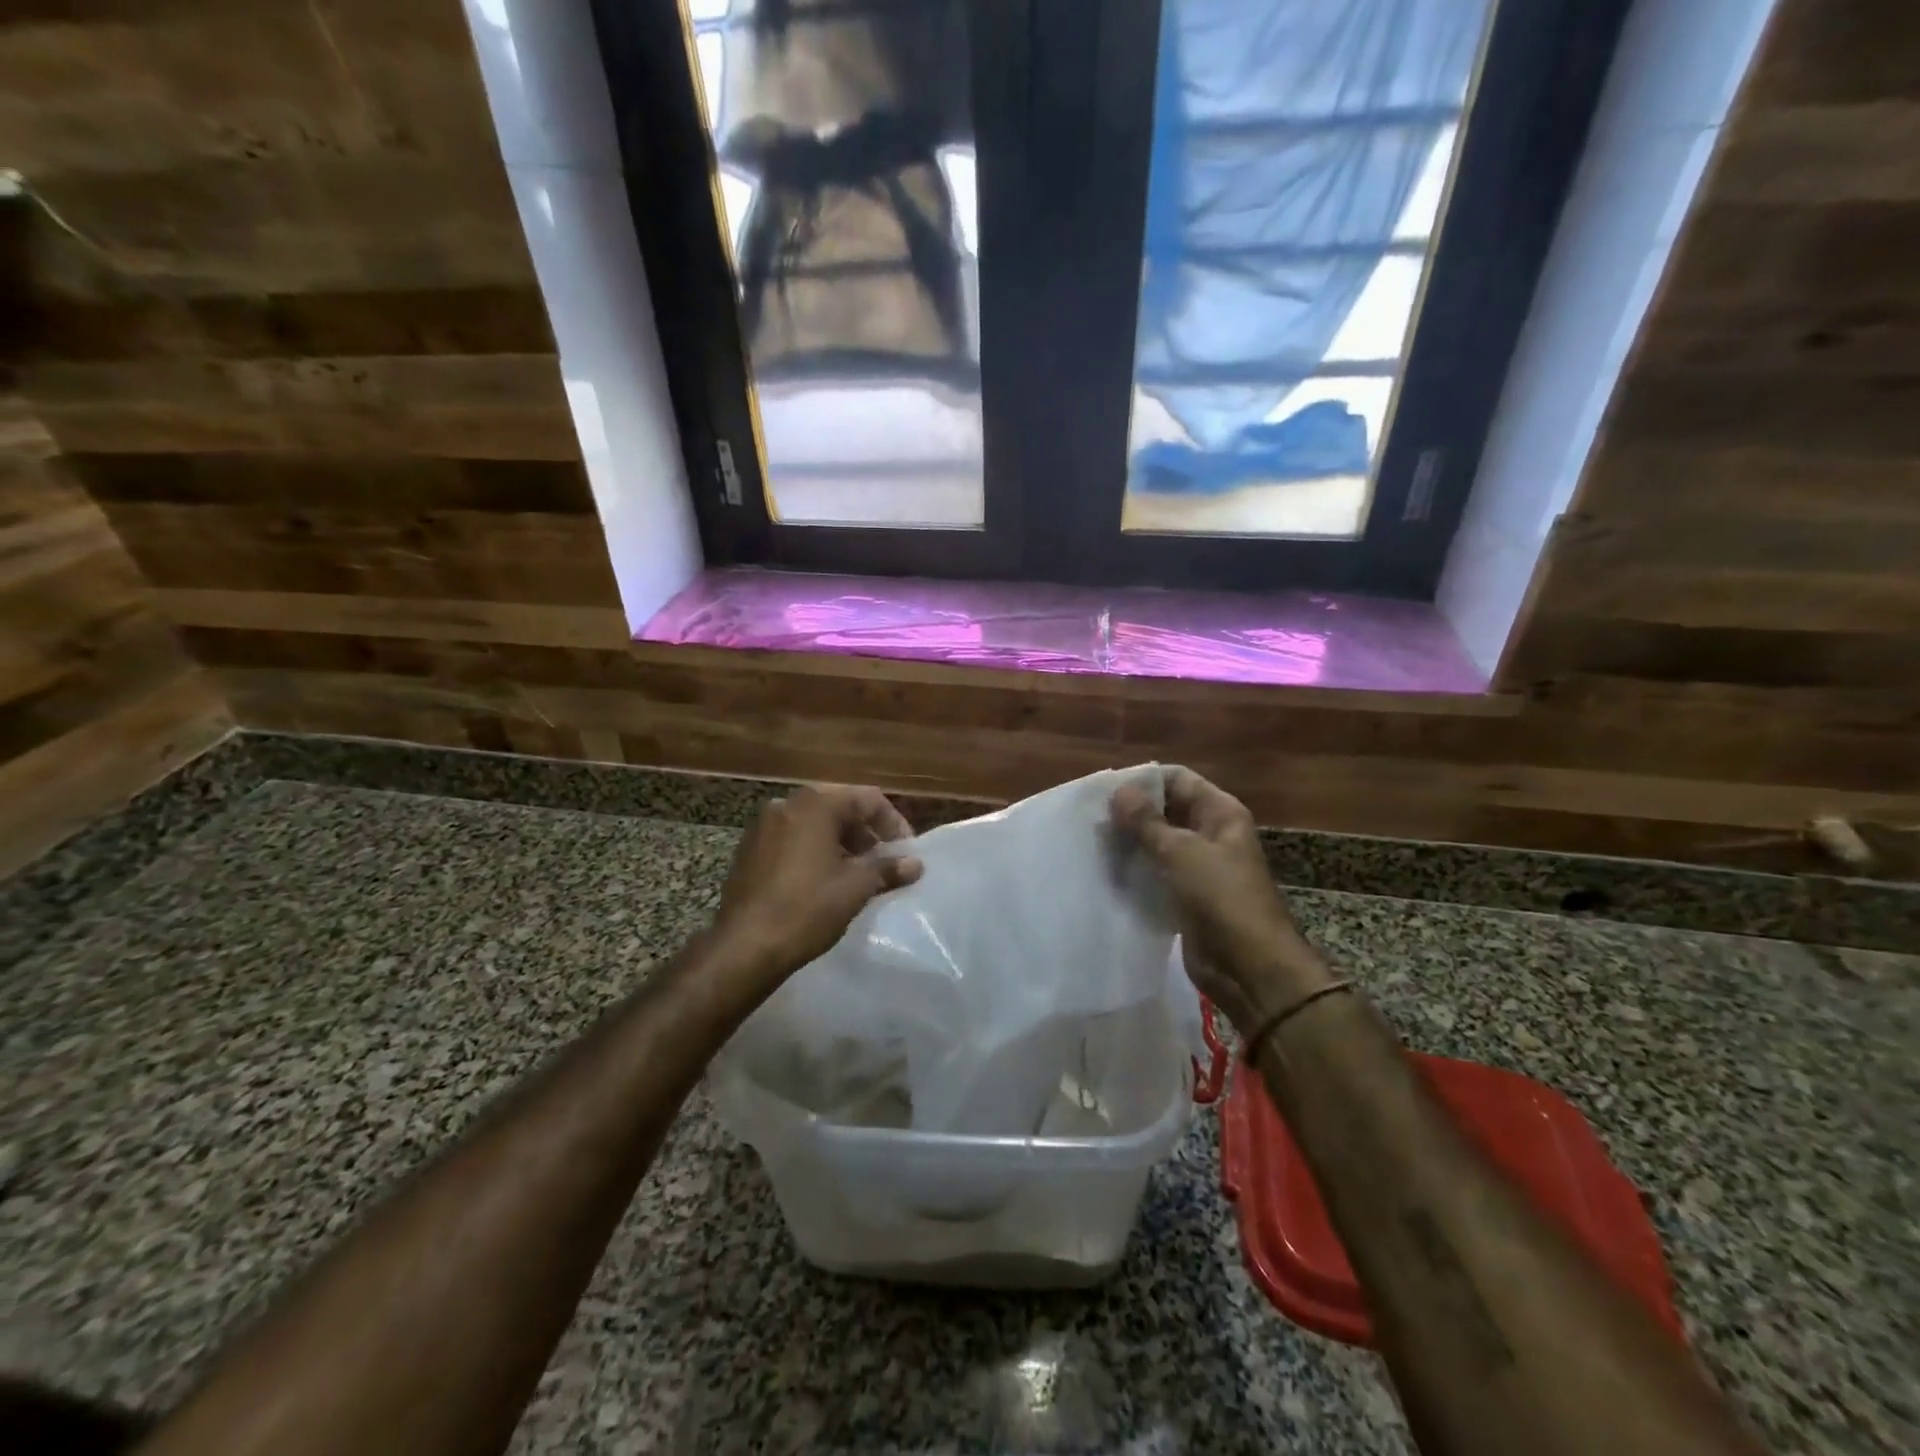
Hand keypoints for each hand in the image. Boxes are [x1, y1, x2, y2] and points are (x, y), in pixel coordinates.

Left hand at [710, 784, 923, 1003]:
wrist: (744, 947)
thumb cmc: (807, 909)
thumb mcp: (855, 888)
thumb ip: (888, 869)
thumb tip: (916, 864)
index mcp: (816, 805)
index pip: (867, 799)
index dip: (893, 823)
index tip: (906, 852)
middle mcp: (787, 804)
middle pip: (839, 806)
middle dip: (866, 831)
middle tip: (883, 859)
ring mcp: (764, 826)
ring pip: (814, 822)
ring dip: (841, 841)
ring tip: (857, 872)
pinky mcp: (750, 849)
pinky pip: (792, 838)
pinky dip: (814, 849)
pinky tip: (824, 880)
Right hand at [1111, 769, 1332, 1035]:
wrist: (1250, 968)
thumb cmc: (1222, 898)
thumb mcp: (1182, 852)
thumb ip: (1147, 821)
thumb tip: (1119, 790)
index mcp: (1219, 812)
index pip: (1177, 779)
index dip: (1143, 780)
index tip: (1105, 789)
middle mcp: (1210, 833)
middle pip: (1165, 810)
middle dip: (1131, 812)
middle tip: (1091, 817)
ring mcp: (1198, 866)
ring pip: (1157, 842)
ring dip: (1129, 842)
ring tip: (1092, 842)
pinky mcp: (1185, 895)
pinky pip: (1155, 873)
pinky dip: (1134, 870)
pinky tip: (1105, 870)